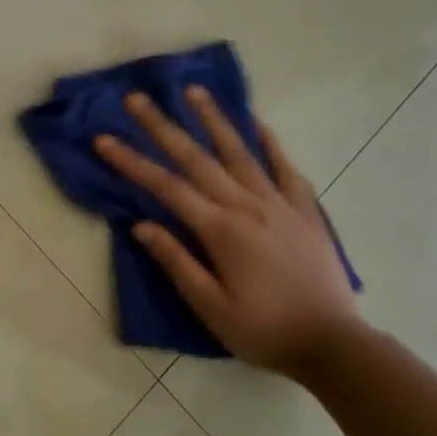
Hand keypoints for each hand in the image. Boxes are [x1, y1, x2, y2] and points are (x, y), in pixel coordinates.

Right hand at [95, 87, 358, 374]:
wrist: (333, 344)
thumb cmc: (263, 331)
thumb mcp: (211, 308)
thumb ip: (177, 262)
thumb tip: (141, 225)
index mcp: (221, 230)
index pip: (166, 187)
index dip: (132, 162)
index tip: (104, 139)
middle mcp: (247, 206)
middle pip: (197, 158)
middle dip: (163, 127)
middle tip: (137, 98)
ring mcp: (279, 204)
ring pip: (240, 152)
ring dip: (214, 119)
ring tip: (194, 91)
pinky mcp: (305, 212)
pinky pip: (285, 169)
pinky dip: (270, 144)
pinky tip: (258, 123)